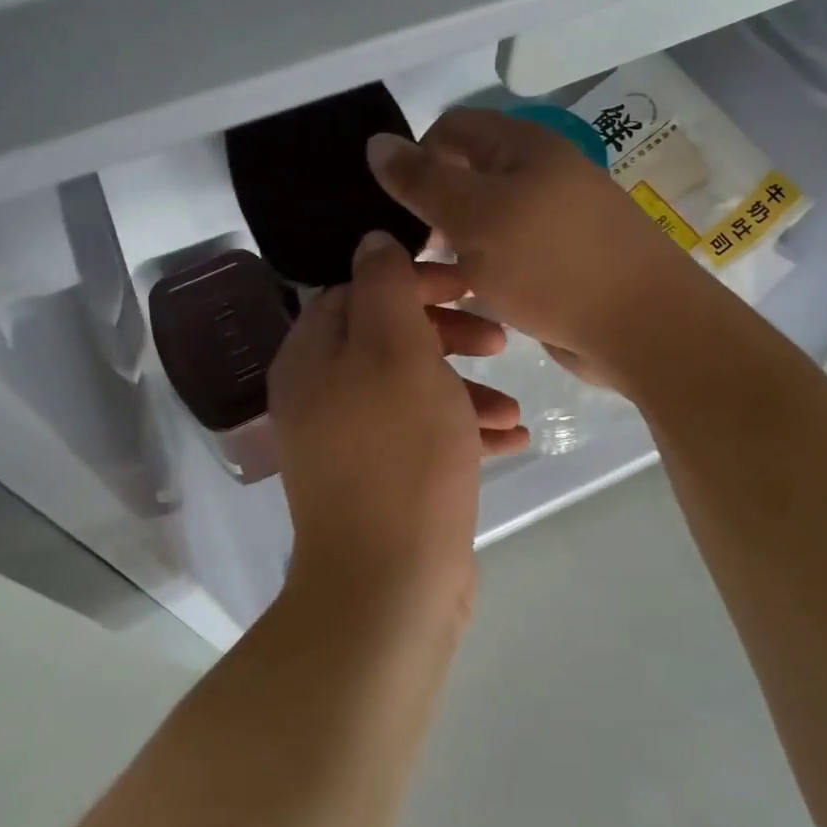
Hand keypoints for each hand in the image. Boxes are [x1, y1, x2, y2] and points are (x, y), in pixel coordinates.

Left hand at [269, 232, 527, 614]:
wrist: (389, 585)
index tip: (469, 285)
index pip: (359, 290)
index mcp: (312, 355)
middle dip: (448, 334)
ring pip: (413, 388)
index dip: (416, 280)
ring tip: (514, 404)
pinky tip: (513, 438)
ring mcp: (350, 440)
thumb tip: (373, 240)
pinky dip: (464, 431)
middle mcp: (322, 393)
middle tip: (500, 339)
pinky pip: (423, 435)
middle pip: (389, 338)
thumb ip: (384, 286)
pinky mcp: (382, 479)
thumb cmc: (399, 452)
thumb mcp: (396, 350)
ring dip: (465, 388)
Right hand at [368, 108, 704, 391]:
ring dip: (453, 244)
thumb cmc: (552, 263)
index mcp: (524, 147)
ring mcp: (552, 219)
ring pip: (482, 219)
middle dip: (432, 207)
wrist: (642, 327)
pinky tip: (467, 296)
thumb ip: (423, 180)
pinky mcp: (558, 261)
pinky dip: (480, 269)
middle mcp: (539, 174)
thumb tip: (377, 142)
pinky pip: (504, 253)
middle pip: (466, 173)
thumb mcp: (475, 216)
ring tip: (432, 280)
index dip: (417, 156)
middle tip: (412, 249)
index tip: (398, 206)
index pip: (452, 128)